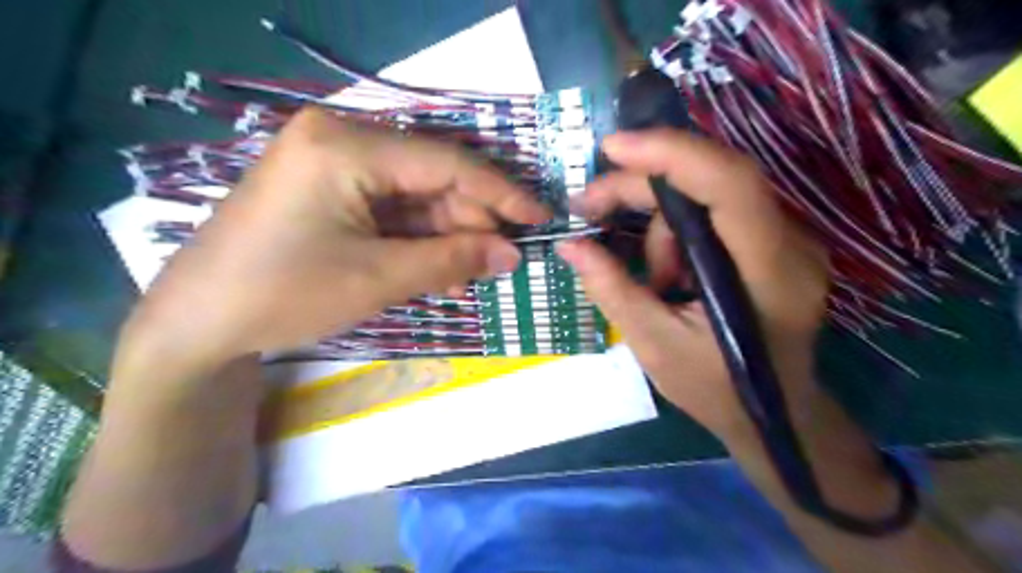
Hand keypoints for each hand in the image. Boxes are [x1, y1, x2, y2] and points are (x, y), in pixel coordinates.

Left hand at [113, 110, 551, 383]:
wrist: (200, 321)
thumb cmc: (285, 294)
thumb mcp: (379, 278)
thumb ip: (452, 259)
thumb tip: (513, 254)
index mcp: (346, 145)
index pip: (447, 163)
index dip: (500, 193)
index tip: (539, 218)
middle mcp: (341, 138)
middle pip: (432, 177)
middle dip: (470, 221)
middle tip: (502, 260)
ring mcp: (333, 160)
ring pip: (415, 194)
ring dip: (447, 233)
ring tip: (471, 272)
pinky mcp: (330, 186)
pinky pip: (391, 206)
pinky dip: (419, 236)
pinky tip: (439, 265)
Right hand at [558, 127, 828, 436]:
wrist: (777, 414)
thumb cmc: (718, 389)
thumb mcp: (653, 344)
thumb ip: (611, 288)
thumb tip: (570, 245)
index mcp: (767, 273)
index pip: (729, 183)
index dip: (671, 153)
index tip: (613, 148)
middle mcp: (789, 242)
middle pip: (709, 179)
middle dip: (641, 187)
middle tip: (588, 208)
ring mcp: (787, 239)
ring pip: (706, 195)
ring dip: (661, 224)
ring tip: (650, 279)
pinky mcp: (773, 242)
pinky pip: (714, 213)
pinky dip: (677, 232)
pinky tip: (669, 273)